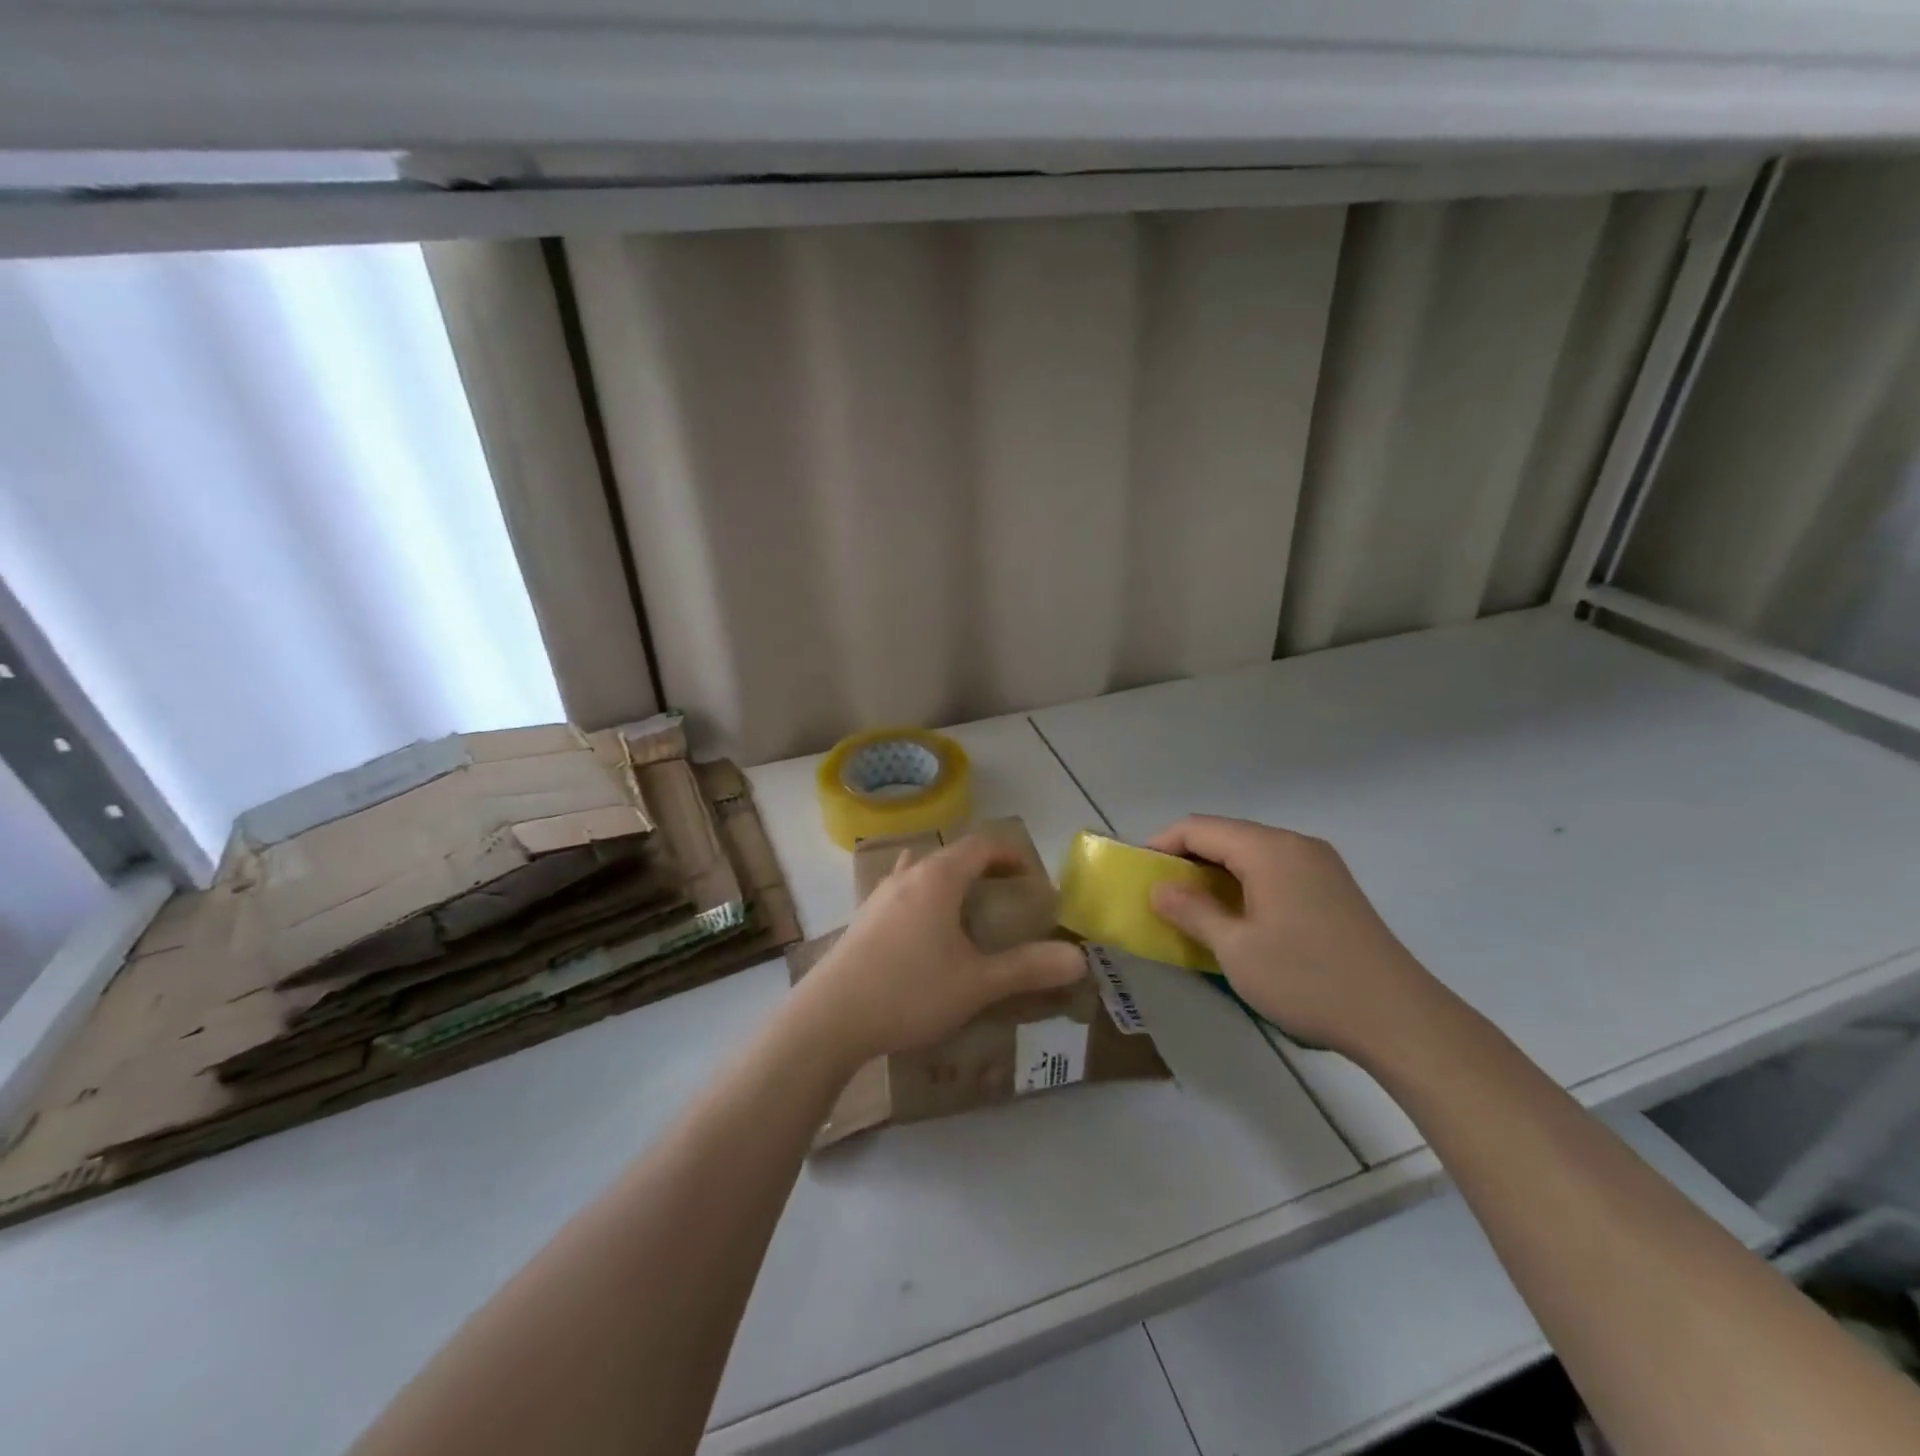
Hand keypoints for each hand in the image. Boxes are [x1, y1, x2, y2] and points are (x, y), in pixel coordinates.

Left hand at [787, 834, 1086, 1069]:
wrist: (829, 1019)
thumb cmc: (909, 991)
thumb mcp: (976, 983)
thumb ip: (1028, 968)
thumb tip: (1078, 958)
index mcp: (938, 878)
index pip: (980, 846)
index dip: (1008, 854)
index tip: (1029, 874)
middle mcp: (907, 876)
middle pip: (949, 854)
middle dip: (980, 867)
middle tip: (1003, 894)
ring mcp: (878, 897)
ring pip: (920, 871)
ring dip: (947, 880)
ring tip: (964, 910)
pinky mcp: (861, 920)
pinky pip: (900, 894)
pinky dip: (922, 899)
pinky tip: (923, 936)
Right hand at [1146, 815, 1443, 1061]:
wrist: (1399, 1018)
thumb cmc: (1308, 980)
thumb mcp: (1236, 950)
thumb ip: (1192, 911)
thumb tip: (1159, 888)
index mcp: (1269, 850)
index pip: (1199, 828)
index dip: (1162, 844)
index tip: (1139, 874)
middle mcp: (1295, 844)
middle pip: (1226, 835)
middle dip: (1188, 858)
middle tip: (1162, 894)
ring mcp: (1320, 864)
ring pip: (1252, 852)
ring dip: (1217, 872)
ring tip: (1194, 907)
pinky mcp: (1334, 887)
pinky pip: (1275, 869)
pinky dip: (1246, 883)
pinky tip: (1239, 916)